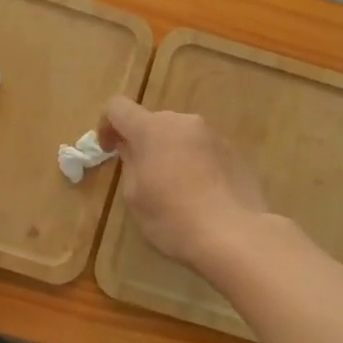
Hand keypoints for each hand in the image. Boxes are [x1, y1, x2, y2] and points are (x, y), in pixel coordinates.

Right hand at [98, 96, 267, 271]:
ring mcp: (213, 136)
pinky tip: (200, 195)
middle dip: (143, 143)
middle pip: (153, 122)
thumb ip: (129, 164)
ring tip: (175, 190)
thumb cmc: (172, 217)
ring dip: (171, 153)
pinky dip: (194, 164)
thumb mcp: (135, 196)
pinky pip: (203, 151)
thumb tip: (133, 150)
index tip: (109, 150)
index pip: (118, 107)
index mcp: (152, 129)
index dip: (107, 125)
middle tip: (142, 177)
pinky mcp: (235, 153)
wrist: (234, 235)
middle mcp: (184, 122)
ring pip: (181, 136)